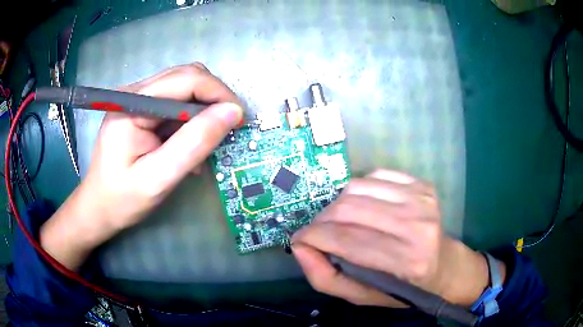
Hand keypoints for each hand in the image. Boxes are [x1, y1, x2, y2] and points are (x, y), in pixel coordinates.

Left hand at [41, 63, 242, 269]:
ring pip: (184, 89)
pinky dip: (191, 121)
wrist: (98, 208)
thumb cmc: (122, 199)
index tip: (239, 120)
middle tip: (227, 130)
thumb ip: (193, 144)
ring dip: (203, 111)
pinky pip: (175, 104)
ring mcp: (137, 99)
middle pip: (187, 78)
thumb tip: (232, 113)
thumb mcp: (158, 178)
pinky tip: (190, 145)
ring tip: (206, 143)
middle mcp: (134, 92)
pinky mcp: (141, 110)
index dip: (218, 94)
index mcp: (131, 104)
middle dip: (213, 99)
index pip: (186, 79)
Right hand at [292, 169, 503, 307]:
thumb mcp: (361, 296)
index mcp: (404, 263)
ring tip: (338, 220)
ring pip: (358, 187)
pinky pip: (375, 174)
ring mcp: (421, 200)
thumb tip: (300, 246)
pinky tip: (363, 205)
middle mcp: (416, 227)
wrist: (443, 265)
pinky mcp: (422, 184)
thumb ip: (326, 278)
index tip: (300, 239)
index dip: (312, 237)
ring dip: (338, 204)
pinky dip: (360, 189)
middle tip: (317, 231)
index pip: (345, 240)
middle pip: (348, 209)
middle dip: (321, 220)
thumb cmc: (403, 286)